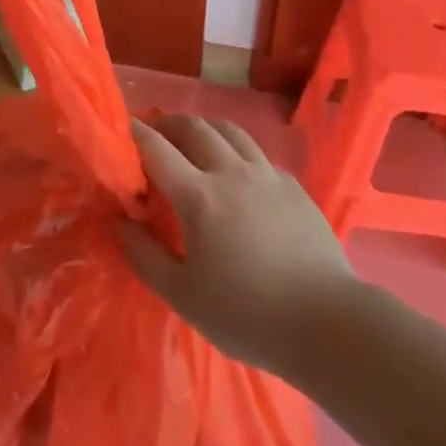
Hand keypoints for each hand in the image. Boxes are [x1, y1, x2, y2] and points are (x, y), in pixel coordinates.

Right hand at [117, 114, 357, 376]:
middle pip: (194, 127)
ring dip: (204, 128)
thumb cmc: (247, 314)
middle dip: (169, 123)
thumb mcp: (183, 295)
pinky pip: (257, 153)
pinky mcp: (292, 185)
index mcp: (199, 195)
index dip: (135, 133)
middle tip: (156, 134)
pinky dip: (236, 151)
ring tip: (194, 141)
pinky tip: (237, 174)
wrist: (327, 322)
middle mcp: (231, 172)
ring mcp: (266, 174)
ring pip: (229, 130)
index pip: (157, 149)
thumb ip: (144, 255)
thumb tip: (119, 222)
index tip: (122, 128)